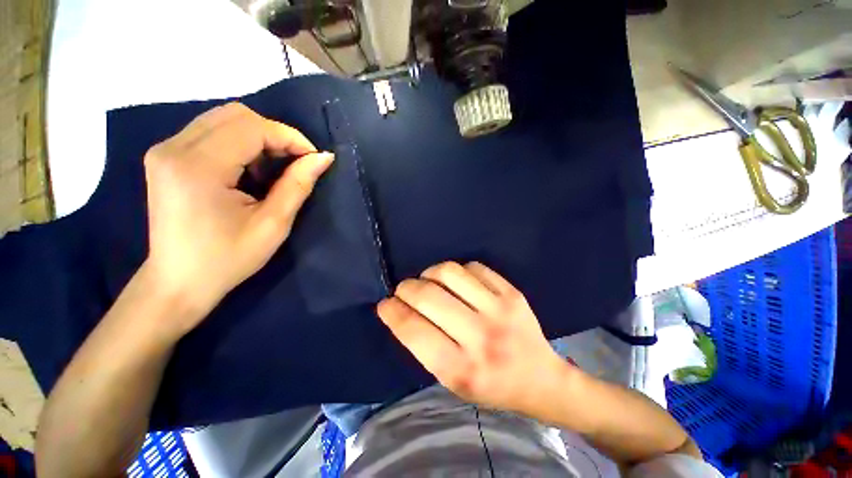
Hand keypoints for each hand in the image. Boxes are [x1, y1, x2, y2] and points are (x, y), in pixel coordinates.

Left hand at [142, 102, 332, 335]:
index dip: (289, 137)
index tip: (312, 158)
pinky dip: (239, 142)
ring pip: (223, 119)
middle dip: (275, 134)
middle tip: (295, 162)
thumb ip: (298, 184)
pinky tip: (248, 169)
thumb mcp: (273, 224)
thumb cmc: (228, 259)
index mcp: (198, 167)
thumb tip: (323, 158)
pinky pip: (210, 131)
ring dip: (258, 137)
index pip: (251, 127)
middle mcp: (174, 148)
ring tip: (273, 168)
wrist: (178, 282)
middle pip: (236, 115)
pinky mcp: (165, 156)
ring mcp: (165, 150)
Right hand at [377, 261, 573, 415]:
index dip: (392, 312)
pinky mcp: (512, 292)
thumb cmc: (491, 386)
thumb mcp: (452, 382)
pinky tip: (456, 280)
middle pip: (429, 297)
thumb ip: (426, 347)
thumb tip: (402, 311)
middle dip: (406, 288)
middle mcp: (480, 337)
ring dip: (429, 273)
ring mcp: (499, 310)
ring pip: (450, 273)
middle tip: (403, 289)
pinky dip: (457, 270)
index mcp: (461, 369)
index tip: (385, 304)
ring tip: (428, 280)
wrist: (541, 379)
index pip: (414, 331)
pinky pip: (474, 267)